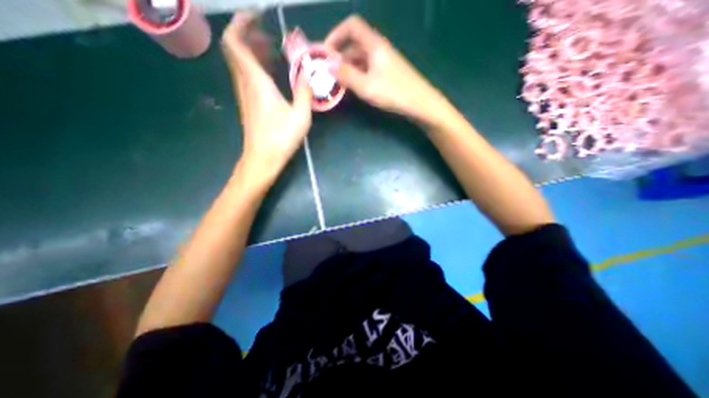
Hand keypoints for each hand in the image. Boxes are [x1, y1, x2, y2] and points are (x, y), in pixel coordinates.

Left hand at [221, 11, 310, 185]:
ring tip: (274, 51)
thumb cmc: (281, 138)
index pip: (235, 42)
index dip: (241, 23)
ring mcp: (245, 95)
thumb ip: (305, 93)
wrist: (263, 158)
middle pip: (235, 49)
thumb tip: (308, 74)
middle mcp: (245, 84)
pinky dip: (256, 67)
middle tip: (270, 35)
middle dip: (249, 35)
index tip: (257, 16)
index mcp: (256, 82)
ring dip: (253, 52)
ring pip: (240, 63)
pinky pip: (246, 76)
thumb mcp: (301, 116)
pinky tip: (272, 74)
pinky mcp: (248, 104)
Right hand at [326, 15, 447, 124]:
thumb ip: (346, 75)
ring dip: (348, 68)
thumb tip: (329, 65)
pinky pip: (368, 69)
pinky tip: (354, 87)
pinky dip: (358, 75)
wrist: (420, 103)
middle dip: (339, 56)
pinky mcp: (388, 73)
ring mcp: (384, 61)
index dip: (336, 34)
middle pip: (355, 44)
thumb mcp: (366, 86)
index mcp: (374, 45)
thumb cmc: (394, 92)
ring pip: (361, 59)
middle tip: (328, 73)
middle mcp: (379, 49)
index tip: (325, 52)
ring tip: (338, 83)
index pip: (352, 26)